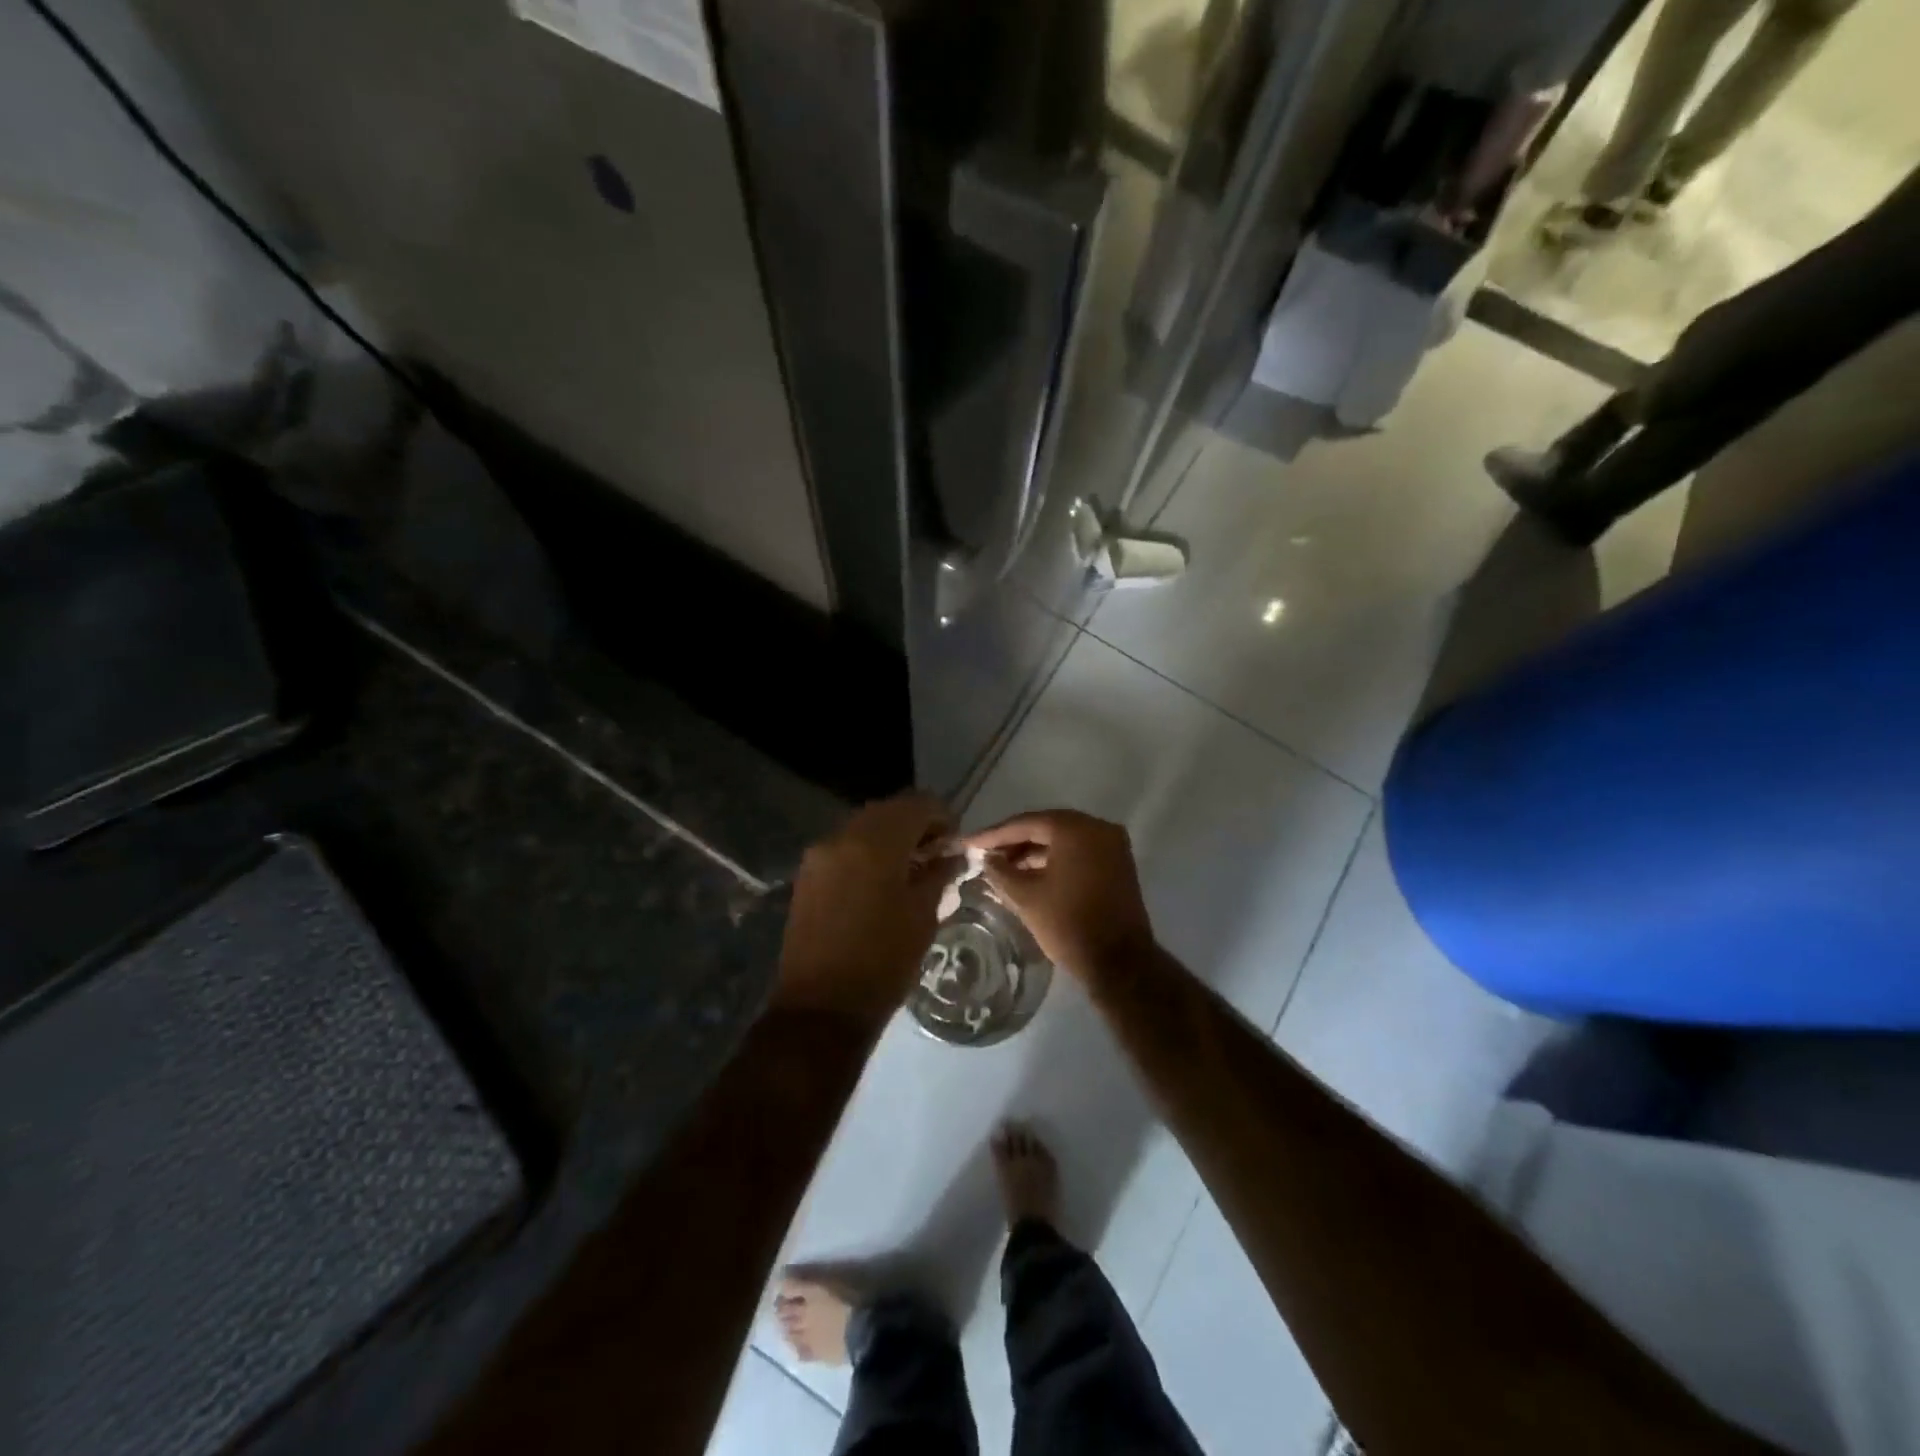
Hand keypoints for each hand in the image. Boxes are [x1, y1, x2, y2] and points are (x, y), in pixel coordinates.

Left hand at [776, 793, 954, 1020]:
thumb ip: (939, 874)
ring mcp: (819, 854)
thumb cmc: (883, 960)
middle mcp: (842, 836)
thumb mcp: (923, 915)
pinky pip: (844, 847)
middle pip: (887, 810)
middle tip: (936, 853)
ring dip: (890, 837)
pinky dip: (867, 852)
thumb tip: (951, 855)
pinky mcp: (808, 875)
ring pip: (864, 827)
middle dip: (915, 824)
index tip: (954, 842)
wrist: (822, 1007)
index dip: (942, 816)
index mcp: (875, 842)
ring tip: (911, 868)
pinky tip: (882, 881)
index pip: (917, 804)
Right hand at [964, 810, 1156, 981]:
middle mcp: (1098, 827)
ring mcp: (1112, 845)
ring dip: (1034, 852)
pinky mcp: (1118, 864)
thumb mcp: (1025, 897)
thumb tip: (988, 859)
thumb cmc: (1068, 924)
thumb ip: (1000, 872)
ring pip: (1064, 840)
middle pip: (1046, 827)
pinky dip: (1055, 860)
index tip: (969, 843)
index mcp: (1075, 828)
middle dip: (1014, 842)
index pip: (1026, 823)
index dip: (994, 835)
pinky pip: (1079, 853)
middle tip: (986, 854)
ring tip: (1004, 868)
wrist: (1119, 962)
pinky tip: (1031, 874)